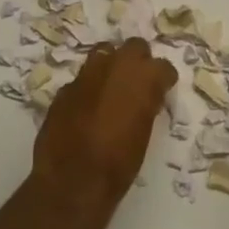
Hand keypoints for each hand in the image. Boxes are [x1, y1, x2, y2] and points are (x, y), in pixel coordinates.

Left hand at [30, 39, 177, 228]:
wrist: (72, 181)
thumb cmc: (119, 164)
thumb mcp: (144, 134)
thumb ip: (145, 106)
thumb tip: (145, 98)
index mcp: (143, 79)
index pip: (163, 67)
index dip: (163, 79)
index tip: (162, 90)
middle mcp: (115, 67)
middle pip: (134, 47)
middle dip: (138, 61)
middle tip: (138, 83)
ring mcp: (86, 74)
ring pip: (104, 53)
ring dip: (111, 65)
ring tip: (112, 87)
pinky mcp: (64, 89)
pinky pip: (82, 79)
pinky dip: (88, 87)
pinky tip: (87, 107)